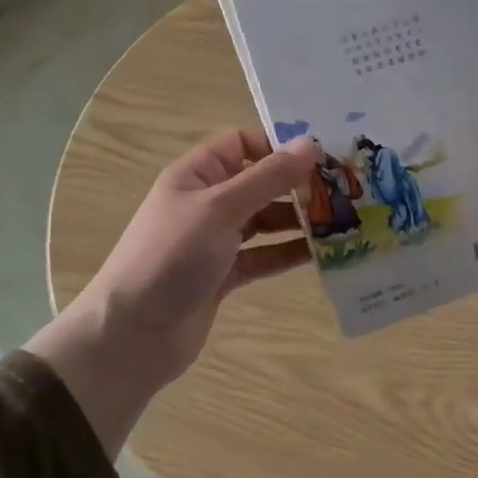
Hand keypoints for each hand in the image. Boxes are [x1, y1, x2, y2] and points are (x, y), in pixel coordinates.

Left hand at [26, 128, 318, 454]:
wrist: (134, 334)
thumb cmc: (173, 256)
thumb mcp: (221, 208)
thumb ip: (268, 177)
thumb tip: (311, 144)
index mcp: (196, 175)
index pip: (241, 143)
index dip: (277, 146)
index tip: (320, 157)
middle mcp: (206, 202)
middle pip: (259, 182)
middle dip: (297, 185)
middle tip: (344, 191)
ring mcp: (215, 241)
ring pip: (265, 221)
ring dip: (298, 221)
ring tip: (341, 222)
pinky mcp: (225, 275)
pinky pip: (263, 256)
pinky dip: (288, 253)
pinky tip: (321, 254)